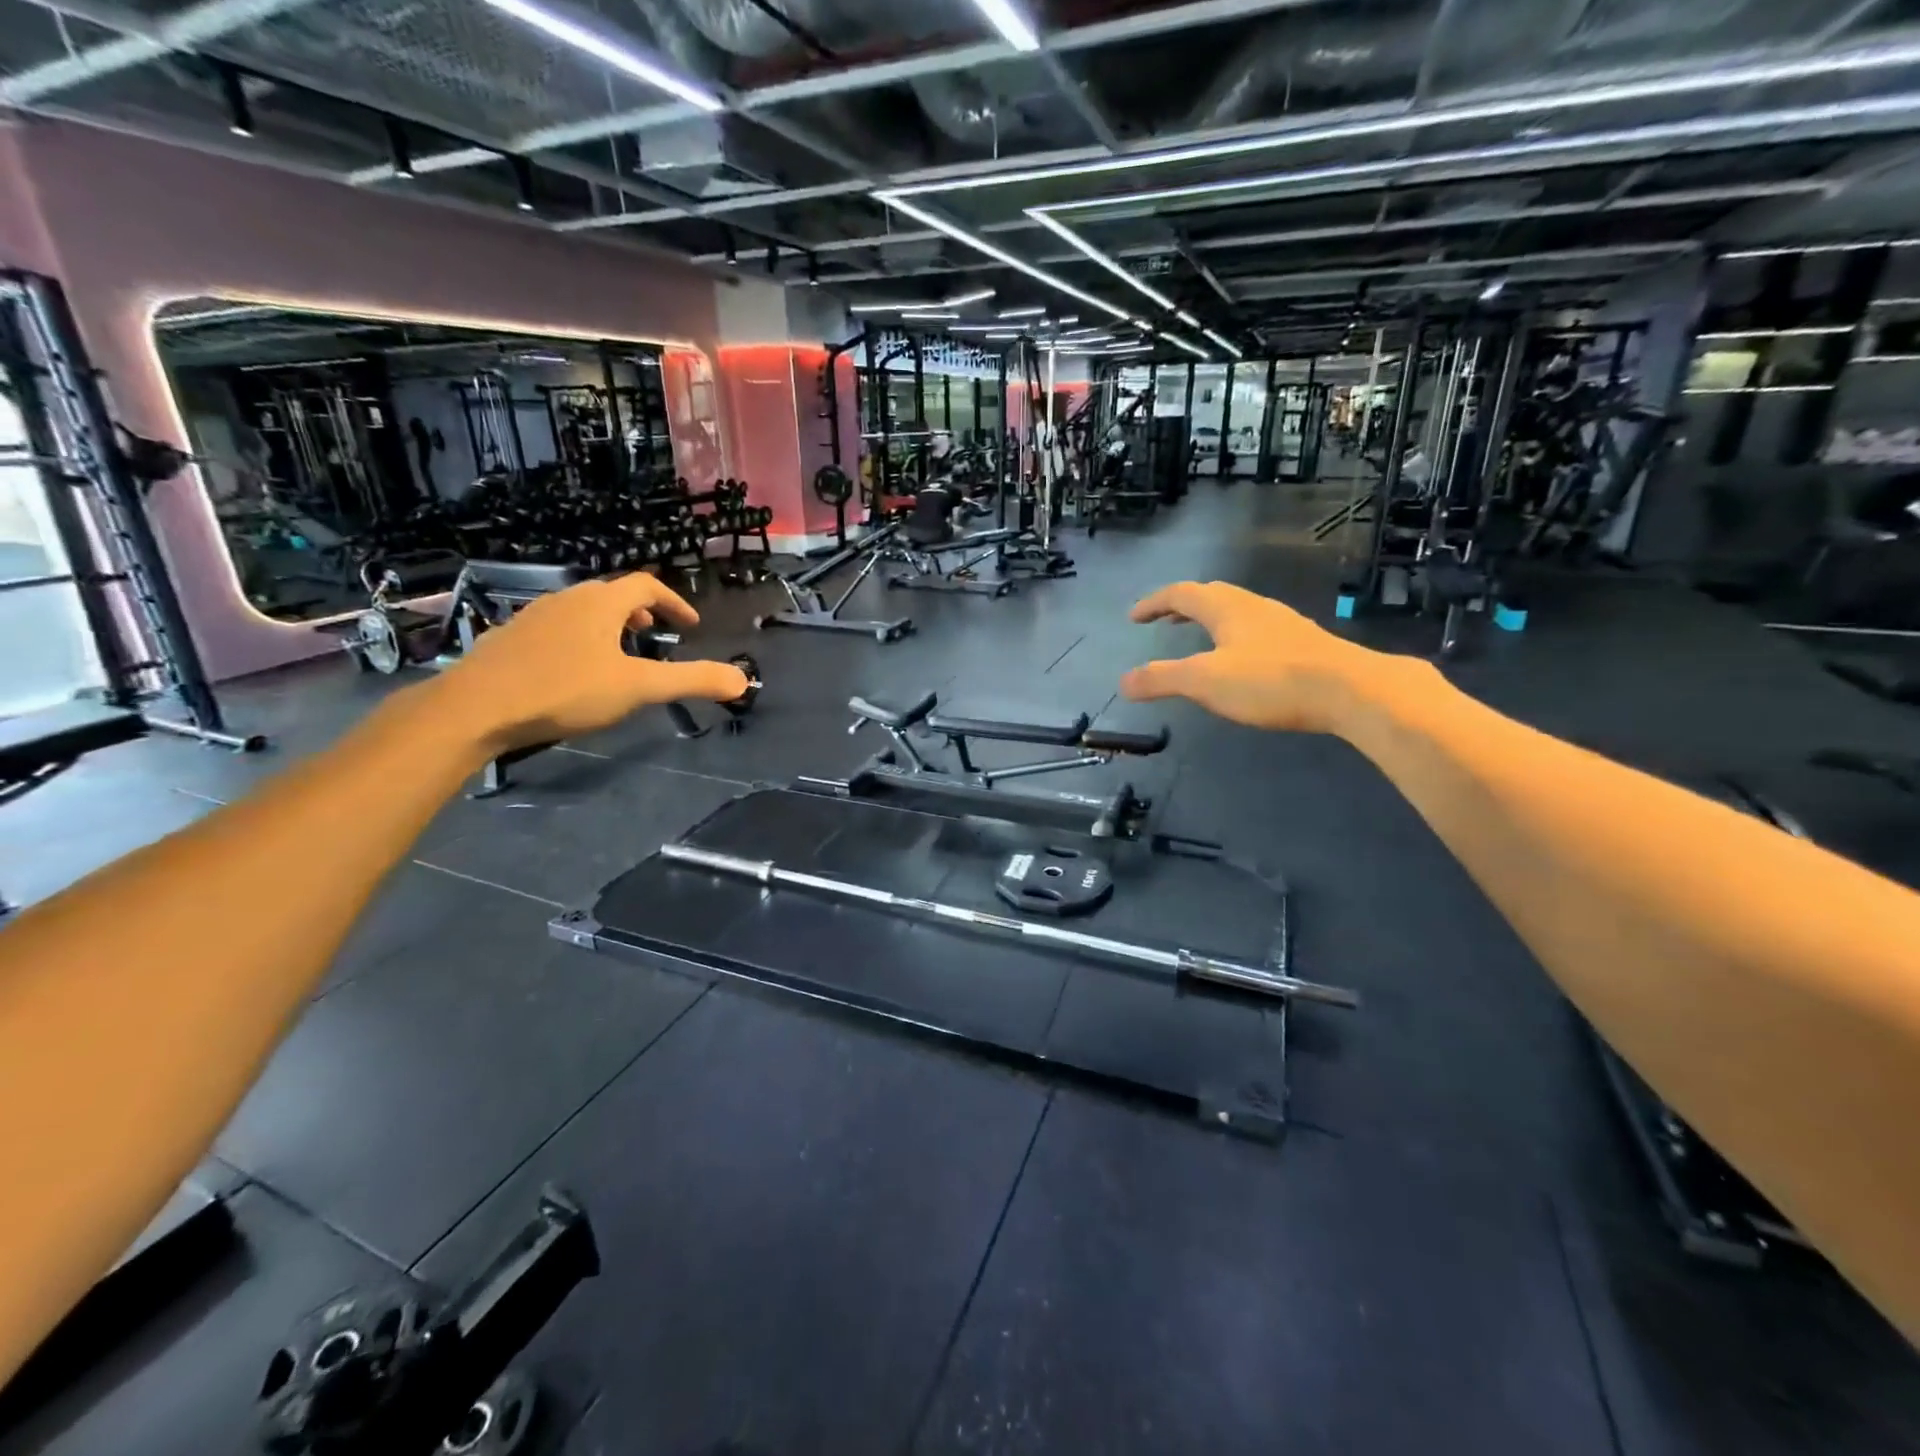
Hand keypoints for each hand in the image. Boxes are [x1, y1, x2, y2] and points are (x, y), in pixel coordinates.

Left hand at [438, 574, 749, 751]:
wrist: (476, 707)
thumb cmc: (564, 690)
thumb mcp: (637, 688)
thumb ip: (691, 681)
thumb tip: (742, 680)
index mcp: (600, 603)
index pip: (646, 585)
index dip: (673, 602)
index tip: (689, 625)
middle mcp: (567, 599)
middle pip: (612, 594)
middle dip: (640, 612)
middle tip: (655, 635)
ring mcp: (533, 616)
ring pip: (581, 610)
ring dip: (608, 624)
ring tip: (618, 653)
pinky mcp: (509, 637)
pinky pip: (556, 627)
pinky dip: (578, 637)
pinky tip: (573, 670)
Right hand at [1119, 581, 1390, 733]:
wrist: (1351, 691)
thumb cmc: (1270, 681)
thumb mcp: (1205, 681)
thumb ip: (1161, 679)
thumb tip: (1124, 681)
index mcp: (1227, 609)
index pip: (1182, 594)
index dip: (1154, 603)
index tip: (1134, 617)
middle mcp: (1255, 608)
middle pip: (1212, 595)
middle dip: (1183, 605)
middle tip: (1164, 620)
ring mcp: (1283, 624)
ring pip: (1238, 611)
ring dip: (1211, 619)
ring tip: (1199, 637)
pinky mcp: (1304, 645)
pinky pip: (1258, 630)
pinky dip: (1235, 636)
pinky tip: (1243, 660)